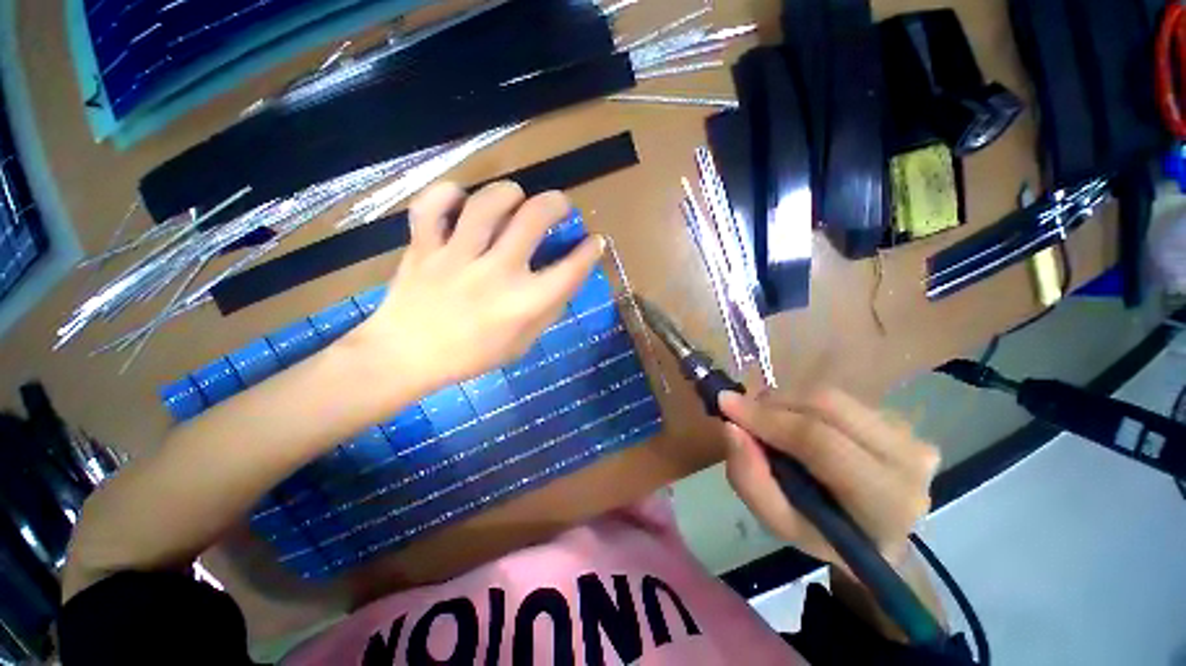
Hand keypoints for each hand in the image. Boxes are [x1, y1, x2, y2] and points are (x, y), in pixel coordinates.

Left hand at [348, 181, 603, 392]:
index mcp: (524, 304)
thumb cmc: (472, 356)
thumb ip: (546, 310)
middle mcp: (496, 274)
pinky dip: (447, 194)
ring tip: (516, 198)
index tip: (594, 241)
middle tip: (559, 205)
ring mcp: (456, 257)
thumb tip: (564, 278)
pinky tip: (461, 200)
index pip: (570, 269)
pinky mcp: (423, 247)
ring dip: (510, 193)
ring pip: (487, 203)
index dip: (589, 251)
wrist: (405, 358)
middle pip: (534, 218)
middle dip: (556, 203)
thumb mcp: (523, 343)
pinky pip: (432, 205)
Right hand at [720, 389, 939, 568]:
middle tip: (744, 414)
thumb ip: (750, 479)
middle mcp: (909, 461)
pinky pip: (839, 399)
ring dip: (787, 402)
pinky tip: (798, 424)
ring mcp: (911, 435)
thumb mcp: (779, 522)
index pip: (820, 443)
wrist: (875, 535)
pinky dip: (805, 404)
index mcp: (885, 502)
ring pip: (831, 396)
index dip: (767, 418)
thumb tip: (731, 426)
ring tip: (770, 422)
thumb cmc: (824, 535)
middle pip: (827, 406)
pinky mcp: (902, 420)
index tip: (725, 404)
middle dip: (774, 403)